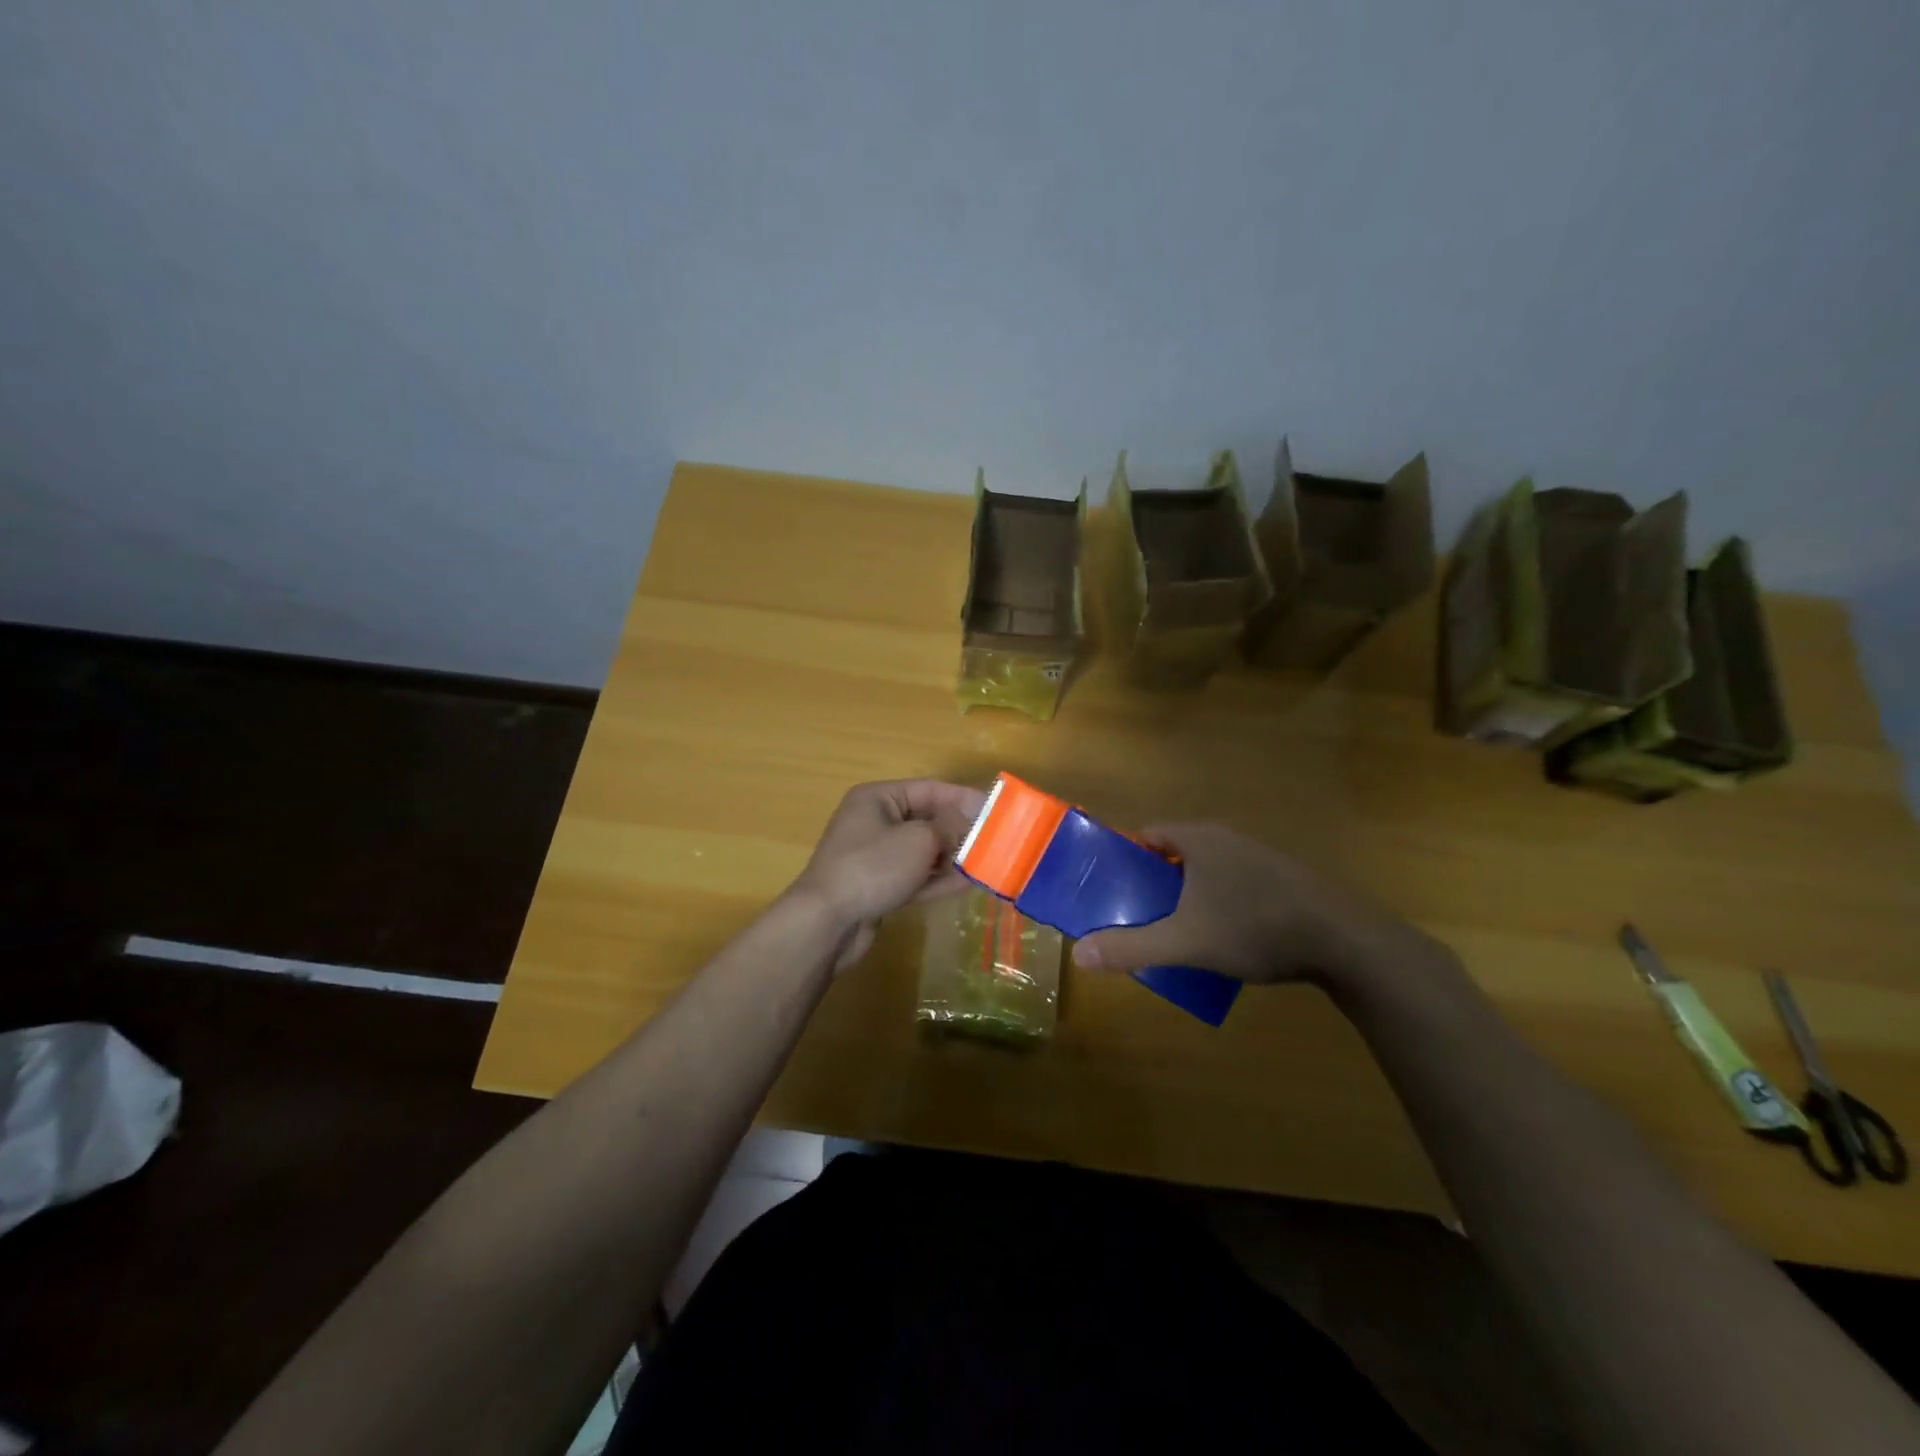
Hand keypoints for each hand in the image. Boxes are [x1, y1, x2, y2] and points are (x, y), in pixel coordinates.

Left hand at [787, 779, 986, 969]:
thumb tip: (968, 824)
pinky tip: (968, 883)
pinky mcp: (879, 886)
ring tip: (987, 862)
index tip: (995, 808)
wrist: (827, 922)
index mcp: (878, 798)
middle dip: (960, 829)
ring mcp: (875, 856)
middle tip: (996, 839)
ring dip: (953, 856)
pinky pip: (915, 875)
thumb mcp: (919, 840)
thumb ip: (949, 828)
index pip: (929, 789)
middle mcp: (875, 821)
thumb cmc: (873, 867)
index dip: (964, 798)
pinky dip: (938, 878)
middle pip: (927, 819)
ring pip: (923, 850)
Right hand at [1070, 823, 1415, 986]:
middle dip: (1154, 883)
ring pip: (1207, 872)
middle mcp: (1226, 839)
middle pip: (1175, 854)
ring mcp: (1259, 858)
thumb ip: (1131, 947)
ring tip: (1178, 932)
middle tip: (1139, 917)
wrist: (1345, 941)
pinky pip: (1236, 885)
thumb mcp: (1185, 941)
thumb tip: (1079, 955)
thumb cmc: (1255, 927)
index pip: (1147, 834)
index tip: (1112, 890)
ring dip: (1189, 897)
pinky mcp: (1284, 880)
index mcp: (1198, 839)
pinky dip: (1221, 904)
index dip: (1125, 859)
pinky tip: (1227, 939)